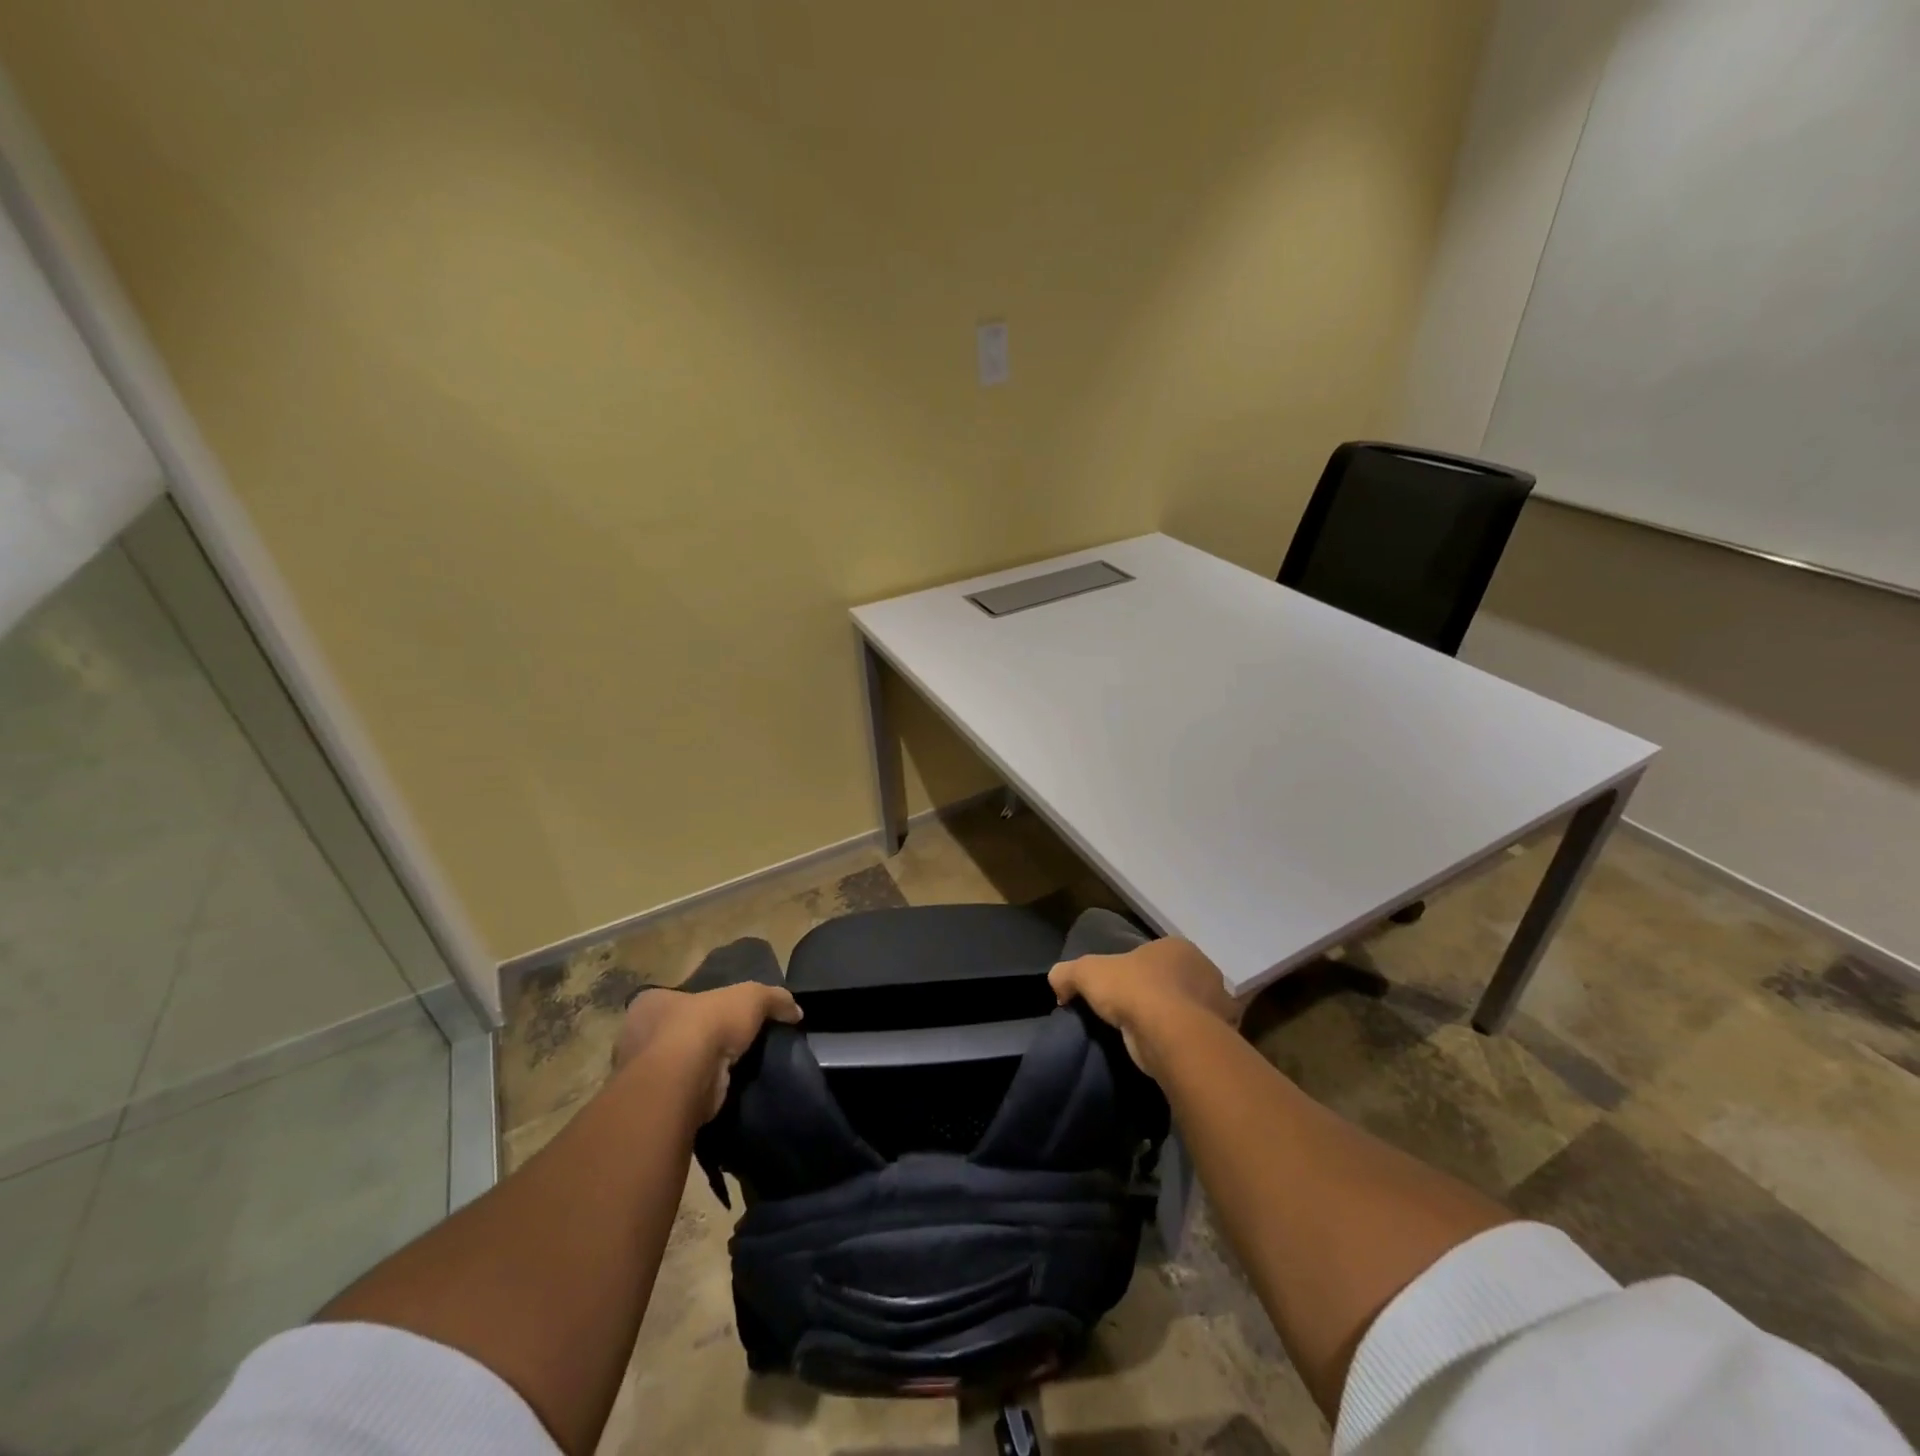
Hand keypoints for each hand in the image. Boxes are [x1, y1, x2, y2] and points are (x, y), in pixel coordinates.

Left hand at [614, 982, 801, 1122]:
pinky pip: (678, 1096)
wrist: (683, 1079)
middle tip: (728, 1047)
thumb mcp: (751, 996)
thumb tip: (795, 1011)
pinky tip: (719, 1096)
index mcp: (650, 1003)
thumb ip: (773, 998)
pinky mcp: (651, 1106)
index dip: (699, 1007)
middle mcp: (635, 1036)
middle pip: (672, 1034)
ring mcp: (638, 1075)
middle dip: (697, 1040)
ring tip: (729, 1074)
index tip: (722, 1018)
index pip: (673, 1000)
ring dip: (696, 1072)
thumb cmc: (706, 1024)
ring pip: (673, 1068)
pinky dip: (696, 1096)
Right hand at [1048, 938, 1238, 1078]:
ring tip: (1148, 1038)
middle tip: (1131, 1014)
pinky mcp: (1222, 1037)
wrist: (1171, 1035)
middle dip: (1156, 994)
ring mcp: (1218, 1004)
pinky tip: (1167, 1053)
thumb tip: (1058, 984)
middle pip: (1173, 981)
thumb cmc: (1133, 991)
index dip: (1133, 972)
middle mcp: (1204, 969)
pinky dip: (1185, 1043)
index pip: (1151, 956)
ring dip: (1173, 1020)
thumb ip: (1067, 973)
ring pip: (1189, 1010)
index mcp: (1176, 947)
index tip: (1116, 992)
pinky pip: (1198, 1038)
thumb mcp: (1086, 972)